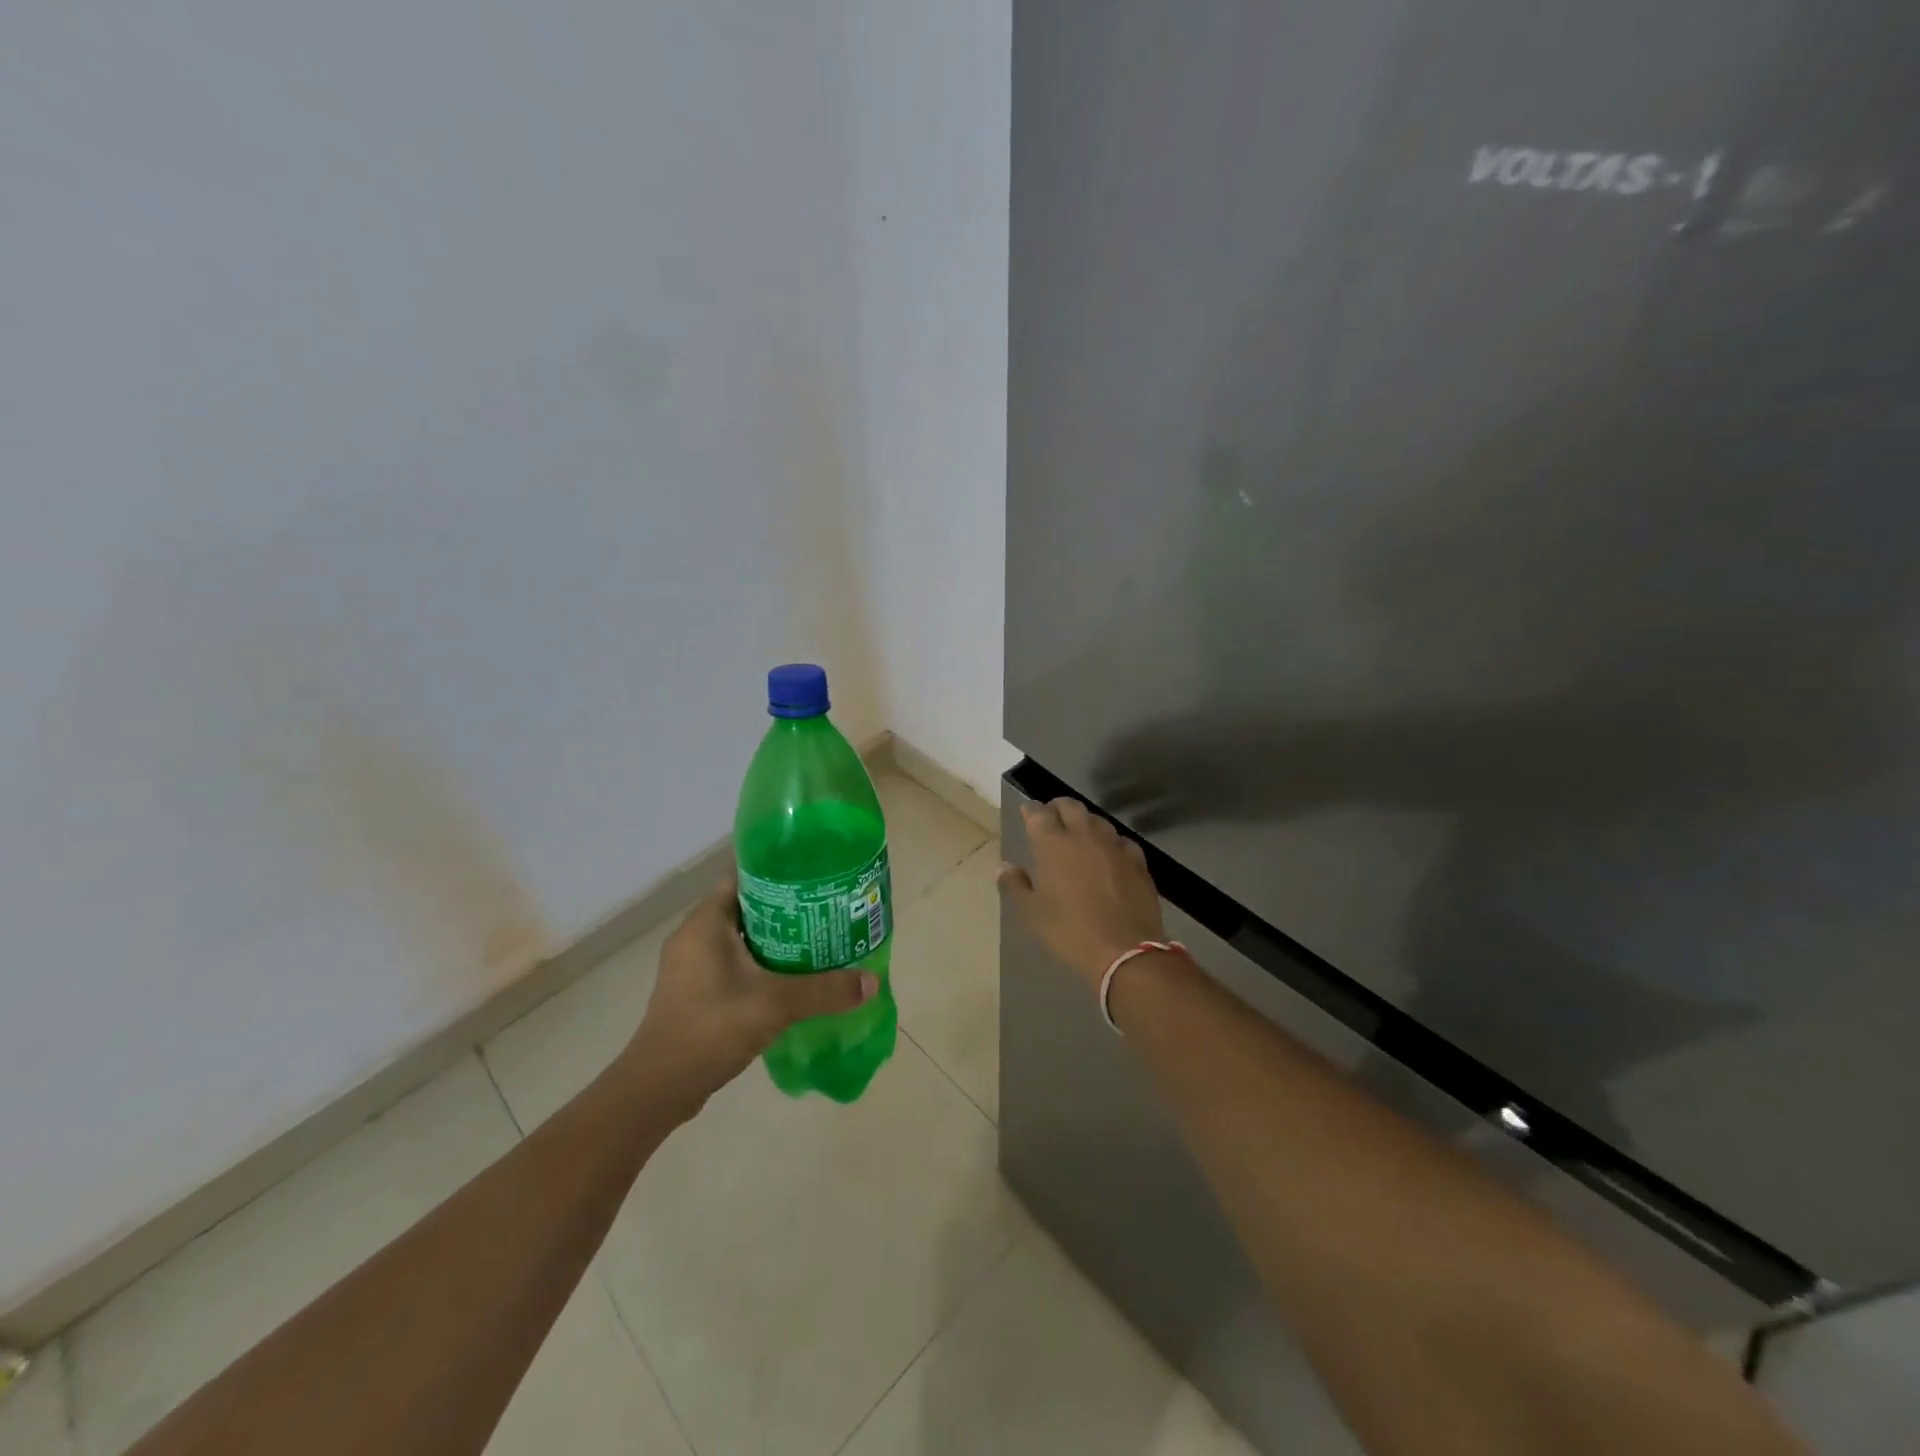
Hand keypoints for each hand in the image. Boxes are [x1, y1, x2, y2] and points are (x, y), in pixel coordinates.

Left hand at [624, 875, 876, 1113]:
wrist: (658, 1088)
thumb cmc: (711, 1028)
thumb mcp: (775, 1004)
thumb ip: (824, 990)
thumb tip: (872, 981)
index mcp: (705, 921)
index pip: (744, 876)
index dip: (779, 871)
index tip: (814, 876)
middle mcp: (694, 935)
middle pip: (746, 905)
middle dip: (786, 907)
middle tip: (826, 910)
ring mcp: (690, 965)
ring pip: (740, 937)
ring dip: (775, 938)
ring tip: (817, 941)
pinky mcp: (693, 990)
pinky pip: (732, 962)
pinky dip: (760, 963)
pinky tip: (790, 977)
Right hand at [998, 798, 1165, 989]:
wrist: (1125, 950)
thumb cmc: (1070, 931)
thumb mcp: (1032, 913)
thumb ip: (1015, 885)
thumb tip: (1004, 867)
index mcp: (1053, 844)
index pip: (1039, 813)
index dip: (1031, 810)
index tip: (1027, 812)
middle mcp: (1084, 835)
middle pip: (1070, 806)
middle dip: (1058, 807)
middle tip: (1051, 816)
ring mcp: (1114, 845)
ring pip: (1097, 820)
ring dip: (1085, 822)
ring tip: (1079, 834)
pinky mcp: (1137, 860)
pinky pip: (1121, 840)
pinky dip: (1110, 842)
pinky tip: (1109, 854)